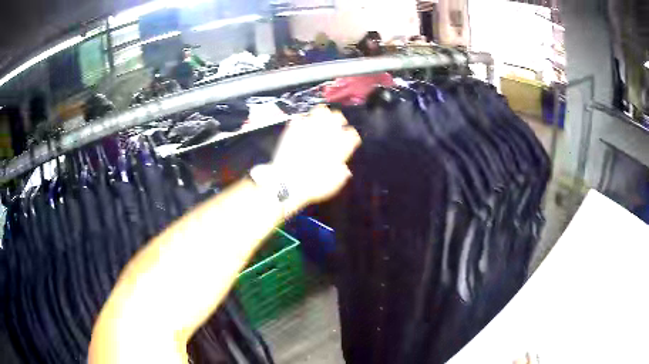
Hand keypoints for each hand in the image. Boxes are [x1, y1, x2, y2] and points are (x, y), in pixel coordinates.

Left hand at [271, 105, 360, 208]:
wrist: (286, 184)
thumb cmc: (312, 187)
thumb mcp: (332, 186)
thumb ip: (341, 174)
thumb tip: (345, 169)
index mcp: (339, 147)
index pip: (352, 135)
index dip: (351, 137)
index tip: (349, 140)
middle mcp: (326, 134)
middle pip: (337, 117)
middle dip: (339, 120)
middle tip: (336, 126)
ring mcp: (309, 128)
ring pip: (320, 111)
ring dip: (322, 114)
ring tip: (320, 120)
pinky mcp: (293, 128)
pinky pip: (300, 117)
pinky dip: (302, 120)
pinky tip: (302, 125)